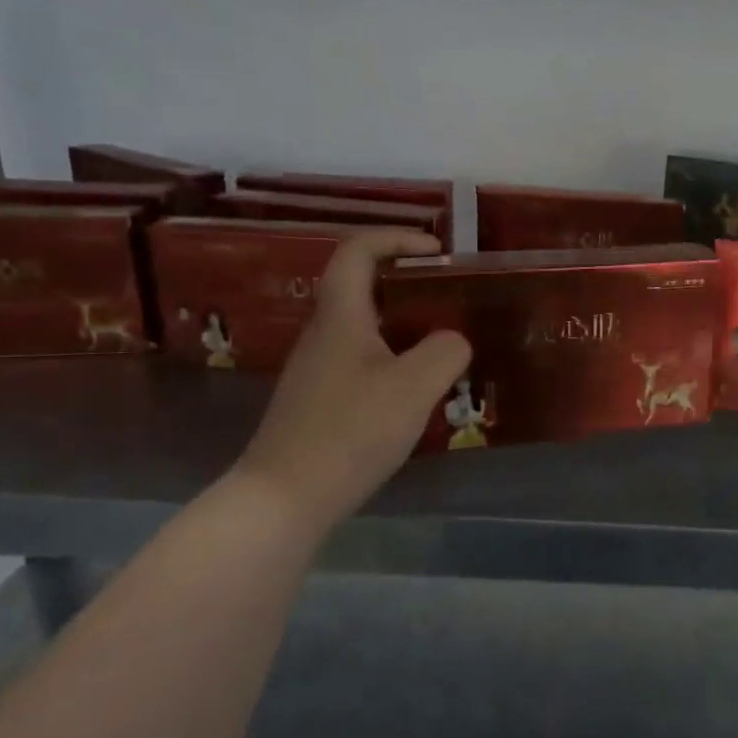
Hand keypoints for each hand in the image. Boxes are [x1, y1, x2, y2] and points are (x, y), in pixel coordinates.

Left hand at [236, 229, 470, 525]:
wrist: (284, 499)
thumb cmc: (350, 432)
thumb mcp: (414, 387)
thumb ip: (445, 352)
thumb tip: (454, 340)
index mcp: (341, 316)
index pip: (359, 251)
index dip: (398, 238)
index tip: (439, 252)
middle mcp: (324, 334)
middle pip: (362, 287)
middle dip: (409, 282)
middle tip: (450, 299)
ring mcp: (317, 369)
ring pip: (364, 327)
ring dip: (404, 325)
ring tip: (443, 346)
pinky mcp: (319, 401)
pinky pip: (362, 361)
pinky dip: (393, 359)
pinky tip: (416, 392)